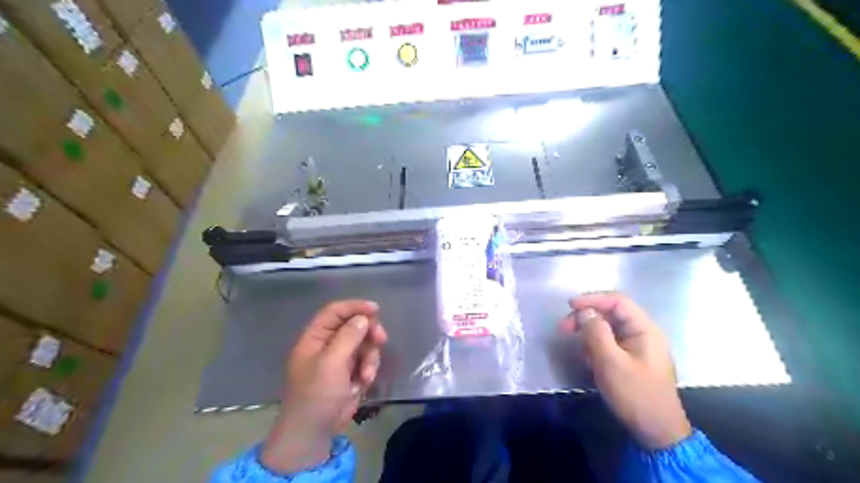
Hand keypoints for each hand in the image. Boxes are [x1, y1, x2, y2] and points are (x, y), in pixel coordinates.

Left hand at [258, 301, 386, 473]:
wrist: (314, 432)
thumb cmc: (316, 394)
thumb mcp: (331, 363)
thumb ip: (348, 337)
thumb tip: (363, 318)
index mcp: (315, 338)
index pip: (334, 312)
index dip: (354, 307)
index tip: (375, 309)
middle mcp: (327, 344)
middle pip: (353, 325)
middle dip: (368, 332)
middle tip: (381, 339)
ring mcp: (340, 359)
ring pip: (364, 343)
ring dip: (369, 356)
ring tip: (366, 374)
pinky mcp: (351, 373)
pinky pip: (366, 360)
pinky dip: (368, 369)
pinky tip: (363, 383)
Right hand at [559, 292, 688, 450]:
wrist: (657, 433)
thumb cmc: (636, 395)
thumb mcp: (611, 362)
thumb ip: (596, 332)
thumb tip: (584, 311)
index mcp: (645, 329)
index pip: (617, 301)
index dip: (592, 299)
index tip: (569, 306)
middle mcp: (643, 333)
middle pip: (611, 313)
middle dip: (587, 318)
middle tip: (564, 329)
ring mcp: (638, 347)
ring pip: (608, 329)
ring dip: (590, 336)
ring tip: (582, 353)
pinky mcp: (631, 359)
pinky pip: (610, 344)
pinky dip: (596, 348)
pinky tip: (590, 362)